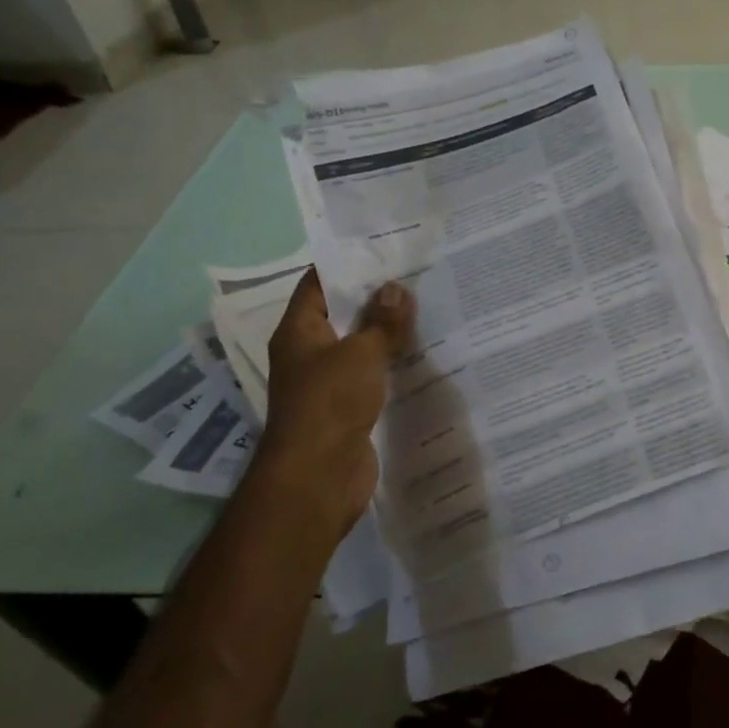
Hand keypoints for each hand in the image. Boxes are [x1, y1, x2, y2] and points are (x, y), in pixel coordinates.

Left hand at [260, 270, 414, 525]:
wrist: (317, 478)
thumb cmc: (329, 403)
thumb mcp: (360, 353)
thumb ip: (381, 321)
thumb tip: (396, 288)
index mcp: (299, 331)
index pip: (318, 284)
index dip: (347, 264)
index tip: (385, 249)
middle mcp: (310, 353)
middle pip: (343, 314)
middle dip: (377, 297)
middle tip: (418, 274)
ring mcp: (329, 382)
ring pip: (361, 345)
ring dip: (388, 331)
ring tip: (428, 307)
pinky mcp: (349, 407)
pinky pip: (372, 374)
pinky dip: (392, 362)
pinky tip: (423, 352)